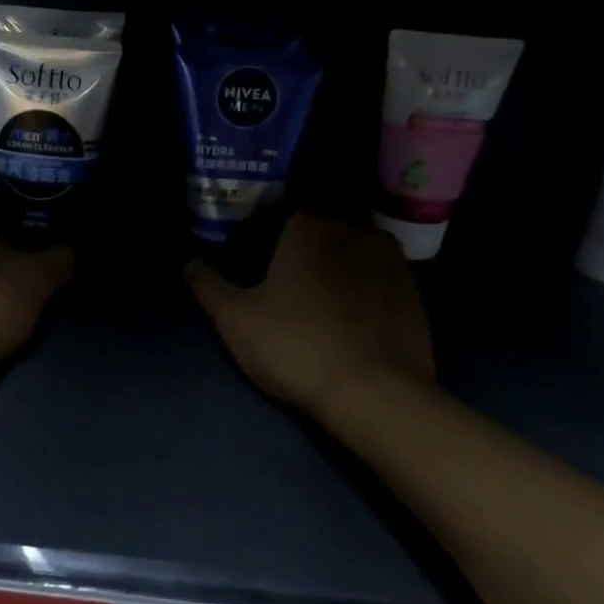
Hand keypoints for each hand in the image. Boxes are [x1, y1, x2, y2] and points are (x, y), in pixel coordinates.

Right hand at [187, 213, 434, 427]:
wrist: (376, 393)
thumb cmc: (296, 346)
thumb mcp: (236, 321)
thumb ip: (209, 287)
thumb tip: (190, 265)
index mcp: (309, 226)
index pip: (280, 209)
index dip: (263, 229)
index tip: (251, 252)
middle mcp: (353, 229)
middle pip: (318, 228)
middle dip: (300, 245)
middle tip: (281, 275)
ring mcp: (390, 259)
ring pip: (351, 250)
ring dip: (334, 264)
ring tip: (316, 295)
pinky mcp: (413, 290)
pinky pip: (376, 277)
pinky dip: (362, 287)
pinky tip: (349, 314)